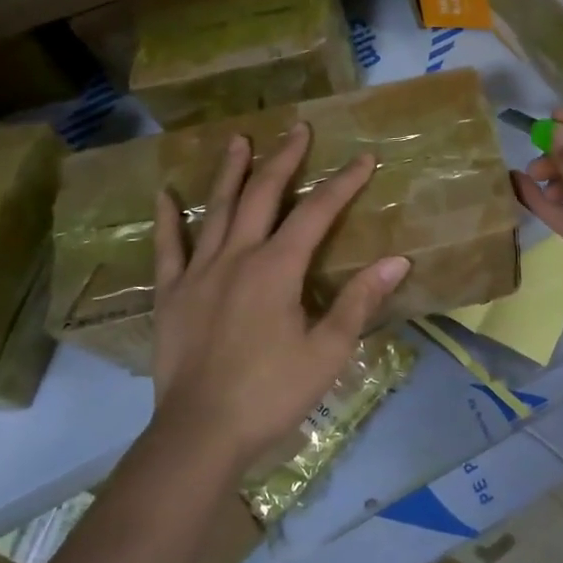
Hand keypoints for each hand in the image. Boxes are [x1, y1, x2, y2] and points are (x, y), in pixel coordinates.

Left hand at [150, 122, 410, 473]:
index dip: (343, 182)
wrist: (200, 434)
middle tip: (298, 128)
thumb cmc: (270, 394)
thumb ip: (358, 301)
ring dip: (230, 172)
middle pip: (264, 194)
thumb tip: (397, 260)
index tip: (364, 157)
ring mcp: (199, 272)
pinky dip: (167, 219)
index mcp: (277, 268)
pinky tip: (165, 194)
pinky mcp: (172, 294)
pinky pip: (168, 248)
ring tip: (239, 139)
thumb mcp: (327, 352)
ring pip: (217, 209)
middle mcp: (237, 256)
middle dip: (284, 159)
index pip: (317, 212)